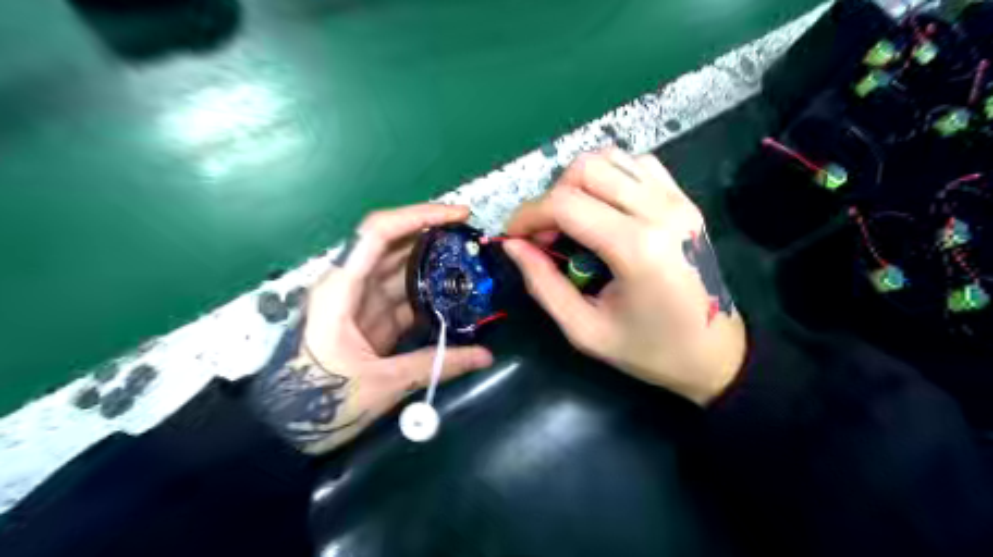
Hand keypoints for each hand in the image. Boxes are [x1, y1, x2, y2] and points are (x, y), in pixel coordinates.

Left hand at [253, 203, 491, 454]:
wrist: (283, 430)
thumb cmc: (319, 402)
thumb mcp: (381, 384)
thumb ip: (435, 365)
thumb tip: (486, 356)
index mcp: (342, 288)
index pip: (379, 232)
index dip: (419, 216)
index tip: (458, 215)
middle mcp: (351, 285)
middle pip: (395, 245)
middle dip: (435, 236)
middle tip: (473, 239)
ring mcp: (362, 303)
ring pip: (402, 269)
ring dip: (435, 263)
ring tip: (472, 262)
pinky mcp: (372, 320)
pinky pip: (404, 296)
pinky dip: (430, 293)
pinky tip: (456, 294)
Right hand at [504, 148, 744, 404]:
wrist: (715, 353)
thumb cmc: (649, 350)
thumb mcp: (585, 330)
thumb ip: (543, 284)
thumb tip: (513, 245)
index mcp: (637, 248)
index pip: (565, 204)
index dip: (528, 215)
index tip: (513, 236)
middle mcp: (660, 211)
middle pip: (586, 168)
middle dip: (551, 197)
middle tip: (546, 234)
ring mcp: (677, 200)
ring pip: (610, 158)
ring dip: (578, 183)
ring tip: (572, 221)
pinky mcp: (684, 199)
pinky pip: (636, 165)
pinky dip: (608, 178)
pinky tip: (603, 209)